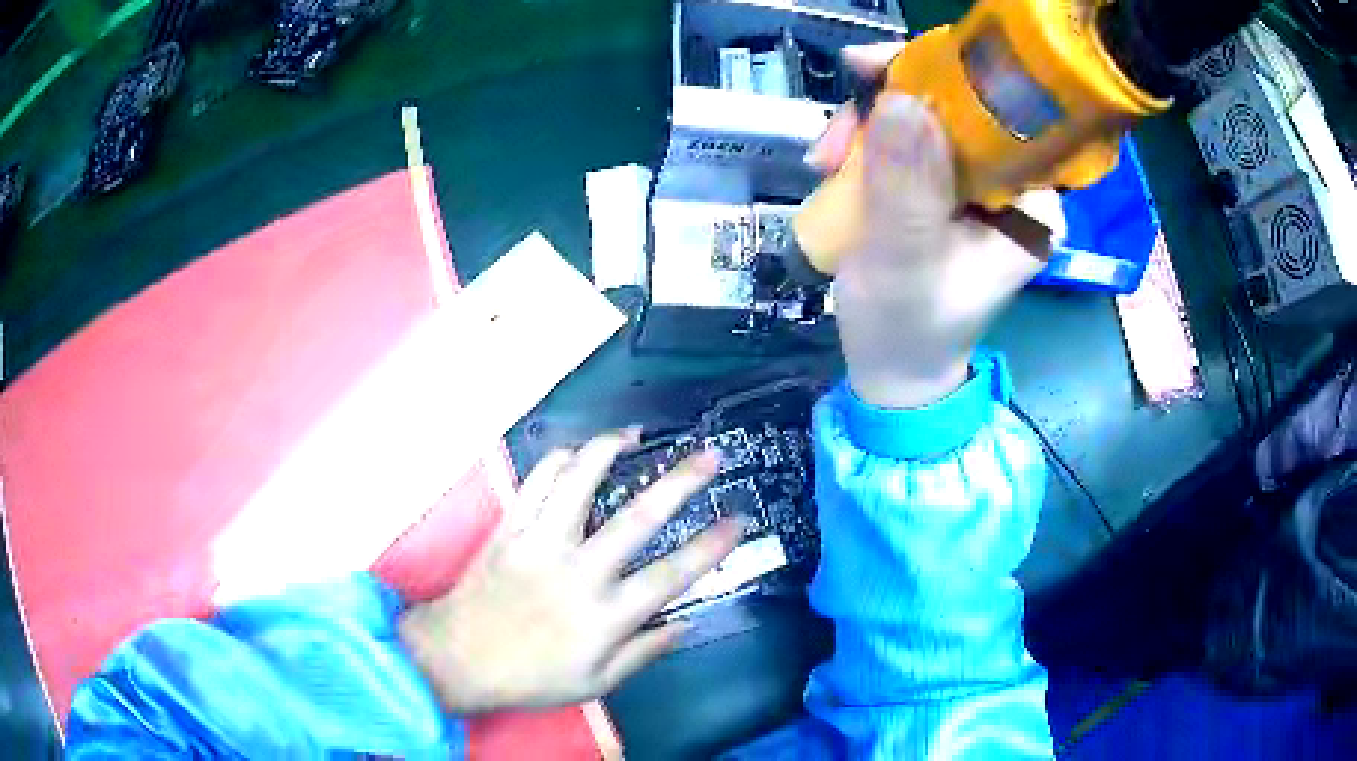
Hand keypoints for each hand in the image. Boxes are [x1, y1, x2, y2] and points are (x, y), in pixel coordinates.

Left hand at [398, 429, 741, 714]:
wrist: (458, 658)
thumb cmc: (531, 677)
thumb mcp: (597, 682)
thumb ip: (644, 652)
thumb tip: (686, 623)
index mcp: (605, 616)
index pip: (671, 575)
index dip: (711, 546)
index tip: (738, 520)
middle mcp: (579, 572)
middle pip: (638, 518)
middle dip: (682, 482)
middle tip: (710, 455)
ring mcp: (540, 544)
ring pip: (579, 483)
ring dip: (609, 450)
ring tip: (634, 434)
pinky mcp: (509, 529)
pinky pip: (535, 482)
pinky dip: (559, 460)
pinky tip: (577, 452)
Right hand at [807, 43, 1064, 409]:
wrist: (890, 367)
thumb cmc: (907, 329)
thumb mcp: (905, 261)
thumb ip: (906, 184)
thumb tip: (900, 99)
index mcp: (1033, 202)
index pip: (998, 111)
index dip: (939, 78)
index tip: (873, 72)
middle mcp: (1014, 183)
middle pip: (956, 105)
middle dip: (888, 104)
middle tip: (834, 136)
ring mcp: (978, 182)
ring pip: (924, 116)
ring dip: (866, 124)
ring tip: (823, 162)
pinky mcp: (944, 185)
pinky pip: (905, 136)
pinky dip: (864, 140)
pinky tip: (831, 164)